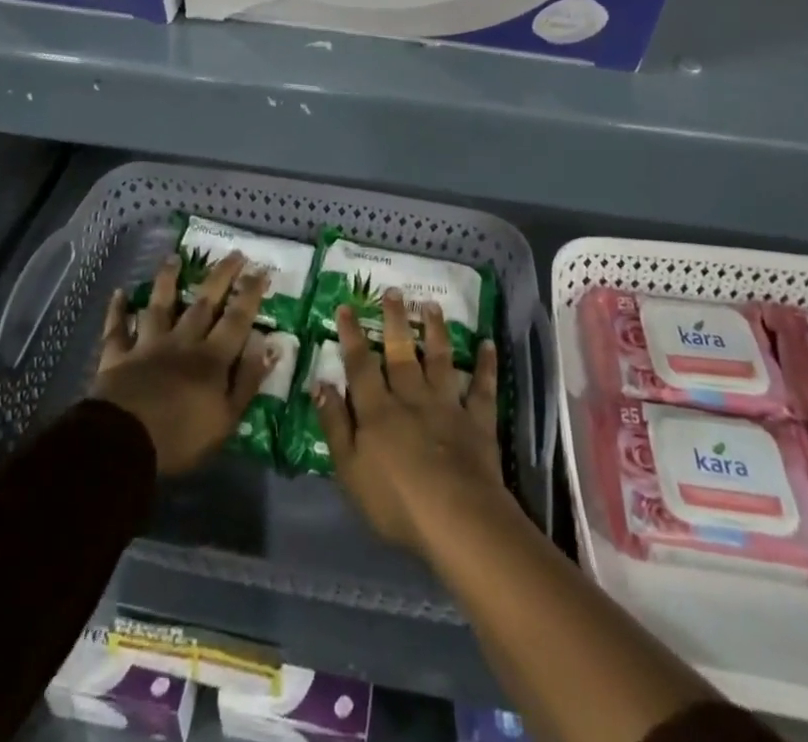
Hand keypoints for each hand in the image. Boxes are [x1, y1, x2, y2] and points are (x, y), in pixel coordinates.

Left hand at [91, 252, 274, 474]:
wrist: (123, 443)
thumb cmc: (180, 438)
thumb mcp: (226, 419)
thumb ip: (247, 380)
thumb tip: (267, 344)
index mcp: (211, 358)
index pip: (236, 318)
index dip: (250, 293)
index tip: (261, 269)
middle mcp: (182, 342)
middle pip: (203, 303)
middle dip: (220, 277)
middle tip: (233, 253)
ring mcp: (148, 346)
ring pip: (159, 305)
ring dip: (167, 280)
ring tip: (174, 258)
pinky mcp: (118, 356)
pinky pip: (117, 329)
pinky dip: (117, 310)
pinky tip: (119, 293)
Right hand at [317, 290, 507, 555]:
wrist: (455, 517)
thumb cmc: (395, 500)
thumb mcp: (349, 469)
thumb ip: (335, 424)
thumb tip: (320, 383)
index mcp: (377, 409)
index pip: (360, 365)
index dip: (352, 335)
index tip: (346, 306)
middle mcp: (411, 397)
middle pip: (400, 352)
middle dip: (395, 320)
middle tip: (393, 290)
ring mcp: (447, 405)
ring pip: (439, 360)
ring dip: (435, 331)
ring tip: (432, 306)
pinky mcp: (477, 421)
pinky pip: (482, 388)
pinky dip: (485, 365)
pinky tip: (487, 344)